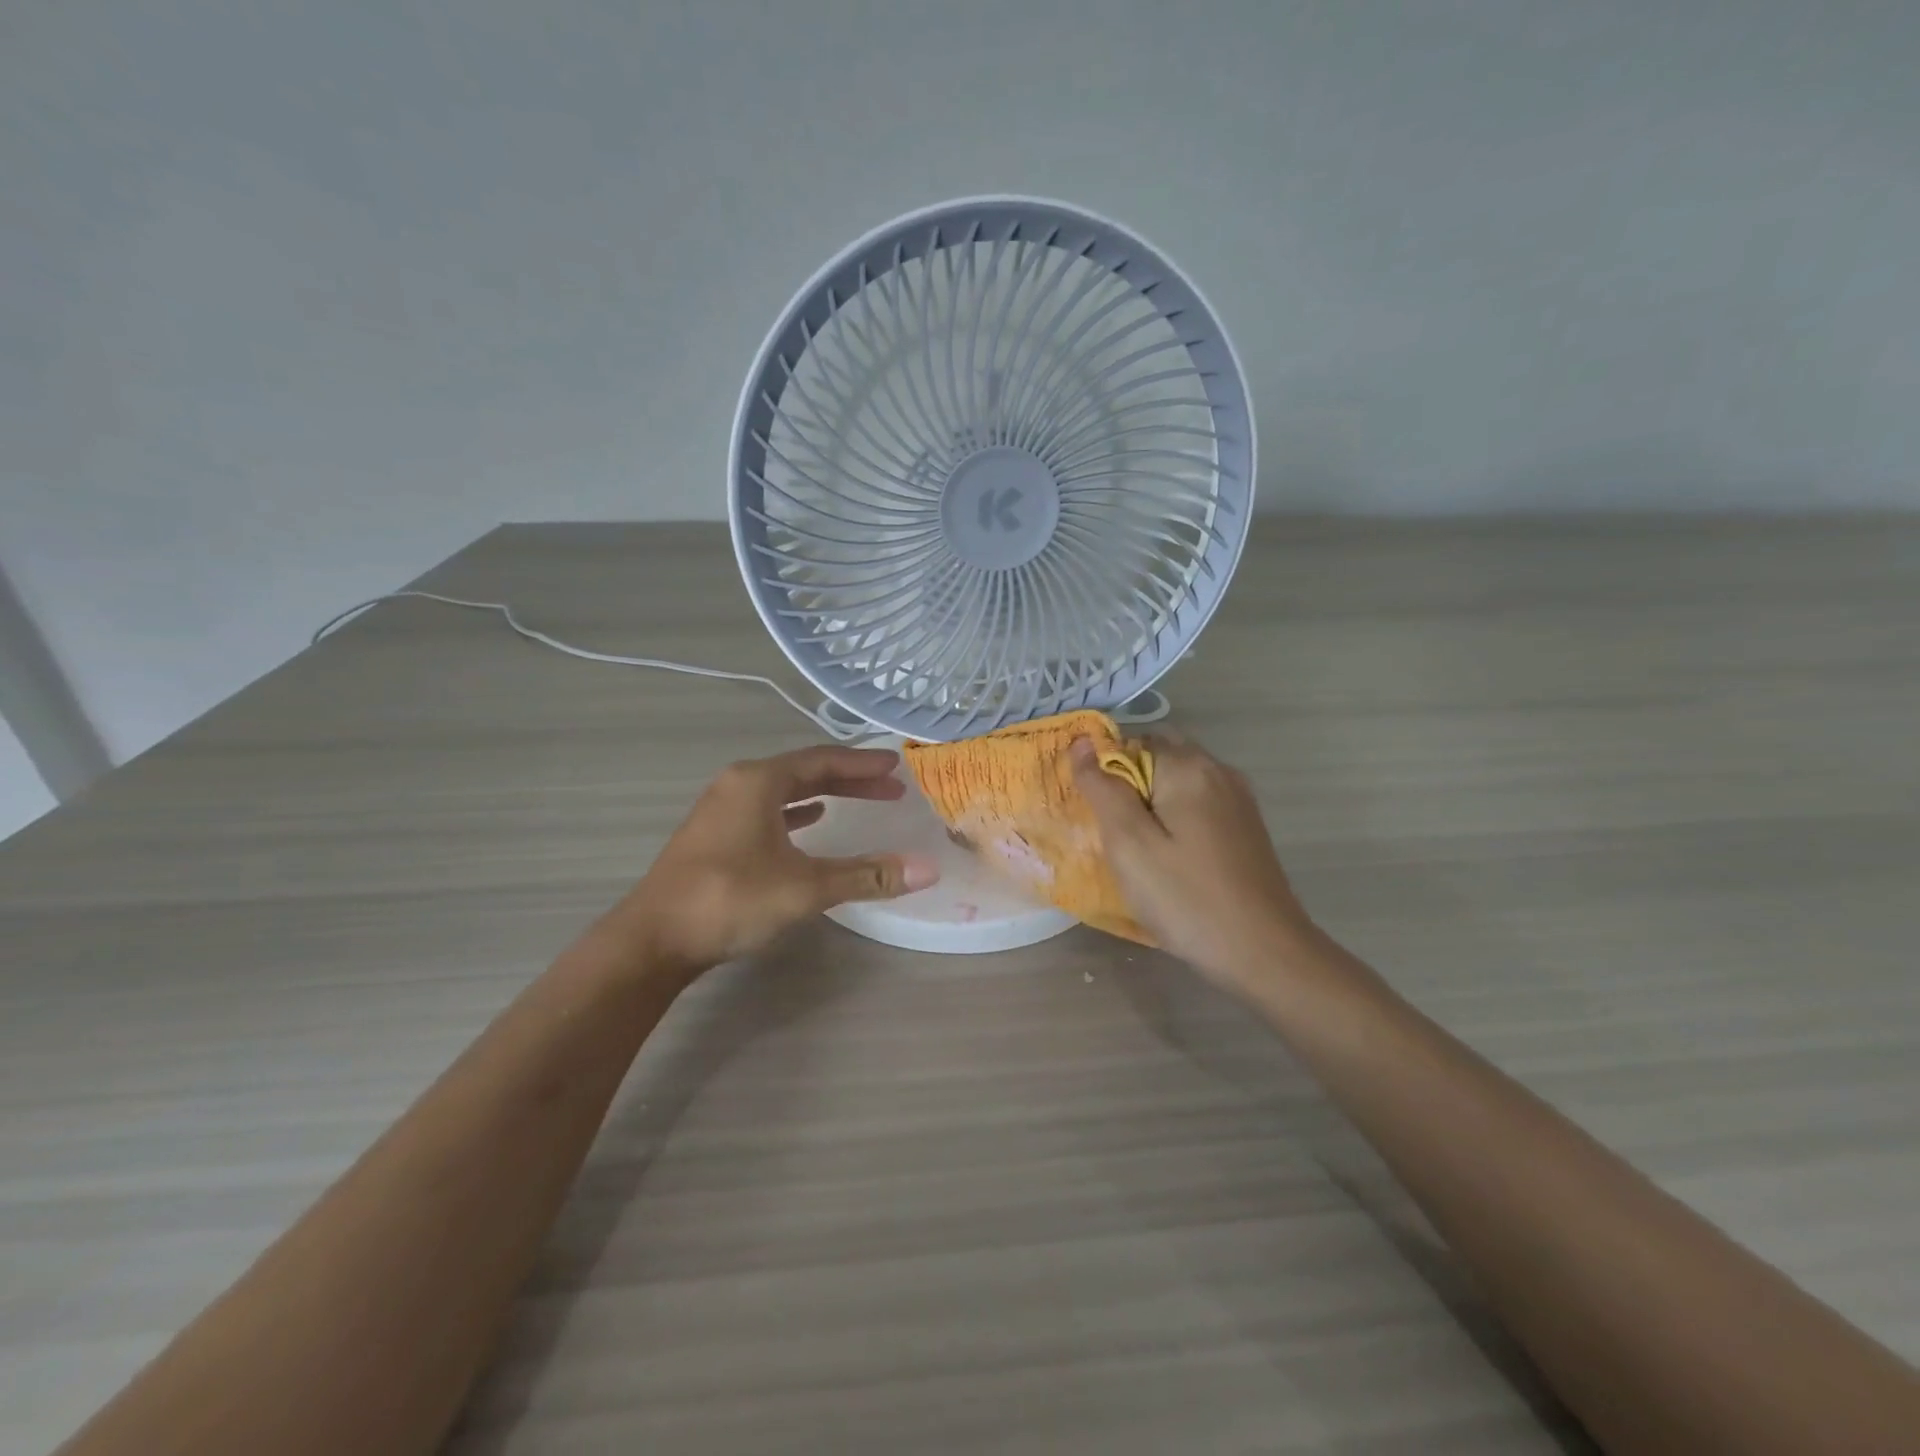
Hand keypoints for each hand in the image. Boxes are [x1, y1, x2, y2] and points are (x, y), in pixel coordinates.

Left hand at [617, 745, 938, 976]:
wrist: (652, 940)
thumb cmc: (730, 900)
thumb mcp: (805, 887)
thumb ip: (866, 875)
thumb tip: (927, 869)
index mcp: (758, 781)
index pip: (822, 760)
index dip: (863, 763)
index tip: (896, 765)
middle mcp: (738, 784)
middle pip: (804, 771)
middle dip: (849, 778)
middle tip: (890, 787)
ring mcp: (721, 809)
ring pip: (784, 790)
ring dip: (824, 793)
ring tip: (860, 799)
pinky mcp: (714, 835)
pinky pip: (766, 810)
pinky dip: (795, 812)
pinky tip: (811, 821)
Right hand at [1071, 734, 1311, 992]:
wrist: (1265, 953)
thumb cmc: (1186, 899)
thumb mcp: (1129, 845)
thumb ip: (1102, 788)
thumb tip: (1082, 742)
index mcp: (1187, 767)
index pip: (1129, 742)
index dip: (1103, 771)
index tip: (1092, 813)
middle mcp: (1218, 770)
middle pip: (1157, 754)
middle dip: (1127, 781)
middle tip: (1109, 830)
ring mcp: (1237, 798)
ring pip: (1178, 780)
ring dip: (1151, 800)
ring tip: (1134, 847)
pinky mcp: (1246, 826)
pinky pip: (1198, 802)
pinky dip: (1175, 816)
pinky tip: (1169, 856)